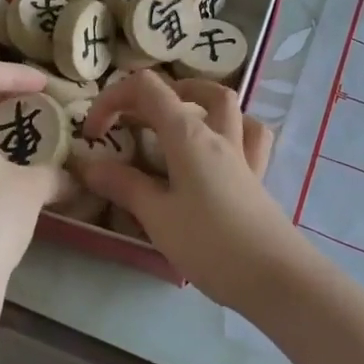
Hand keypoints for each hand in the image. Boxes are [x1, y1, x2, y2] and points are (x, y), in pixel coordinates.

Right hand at [74, 72, 309, 309]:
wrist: (274, 275)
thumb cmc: (210, 243)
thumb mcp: (157, 216)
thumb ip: (124, 185)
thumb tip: (89, 165)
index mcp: (188, 135)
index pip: (147, 89)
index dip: (114, 98)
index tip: (94, 133)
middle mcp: (218, 133)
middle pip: (186, 90)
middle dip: (151, 95)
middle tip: (128, 123)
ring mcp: (242, 152)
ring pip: (226, 104)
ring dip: (197, 99)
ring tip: (174, 119)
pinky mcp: (257, 174)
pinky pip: (249, 134)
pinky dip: (232, 128)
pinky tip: (219, 146)